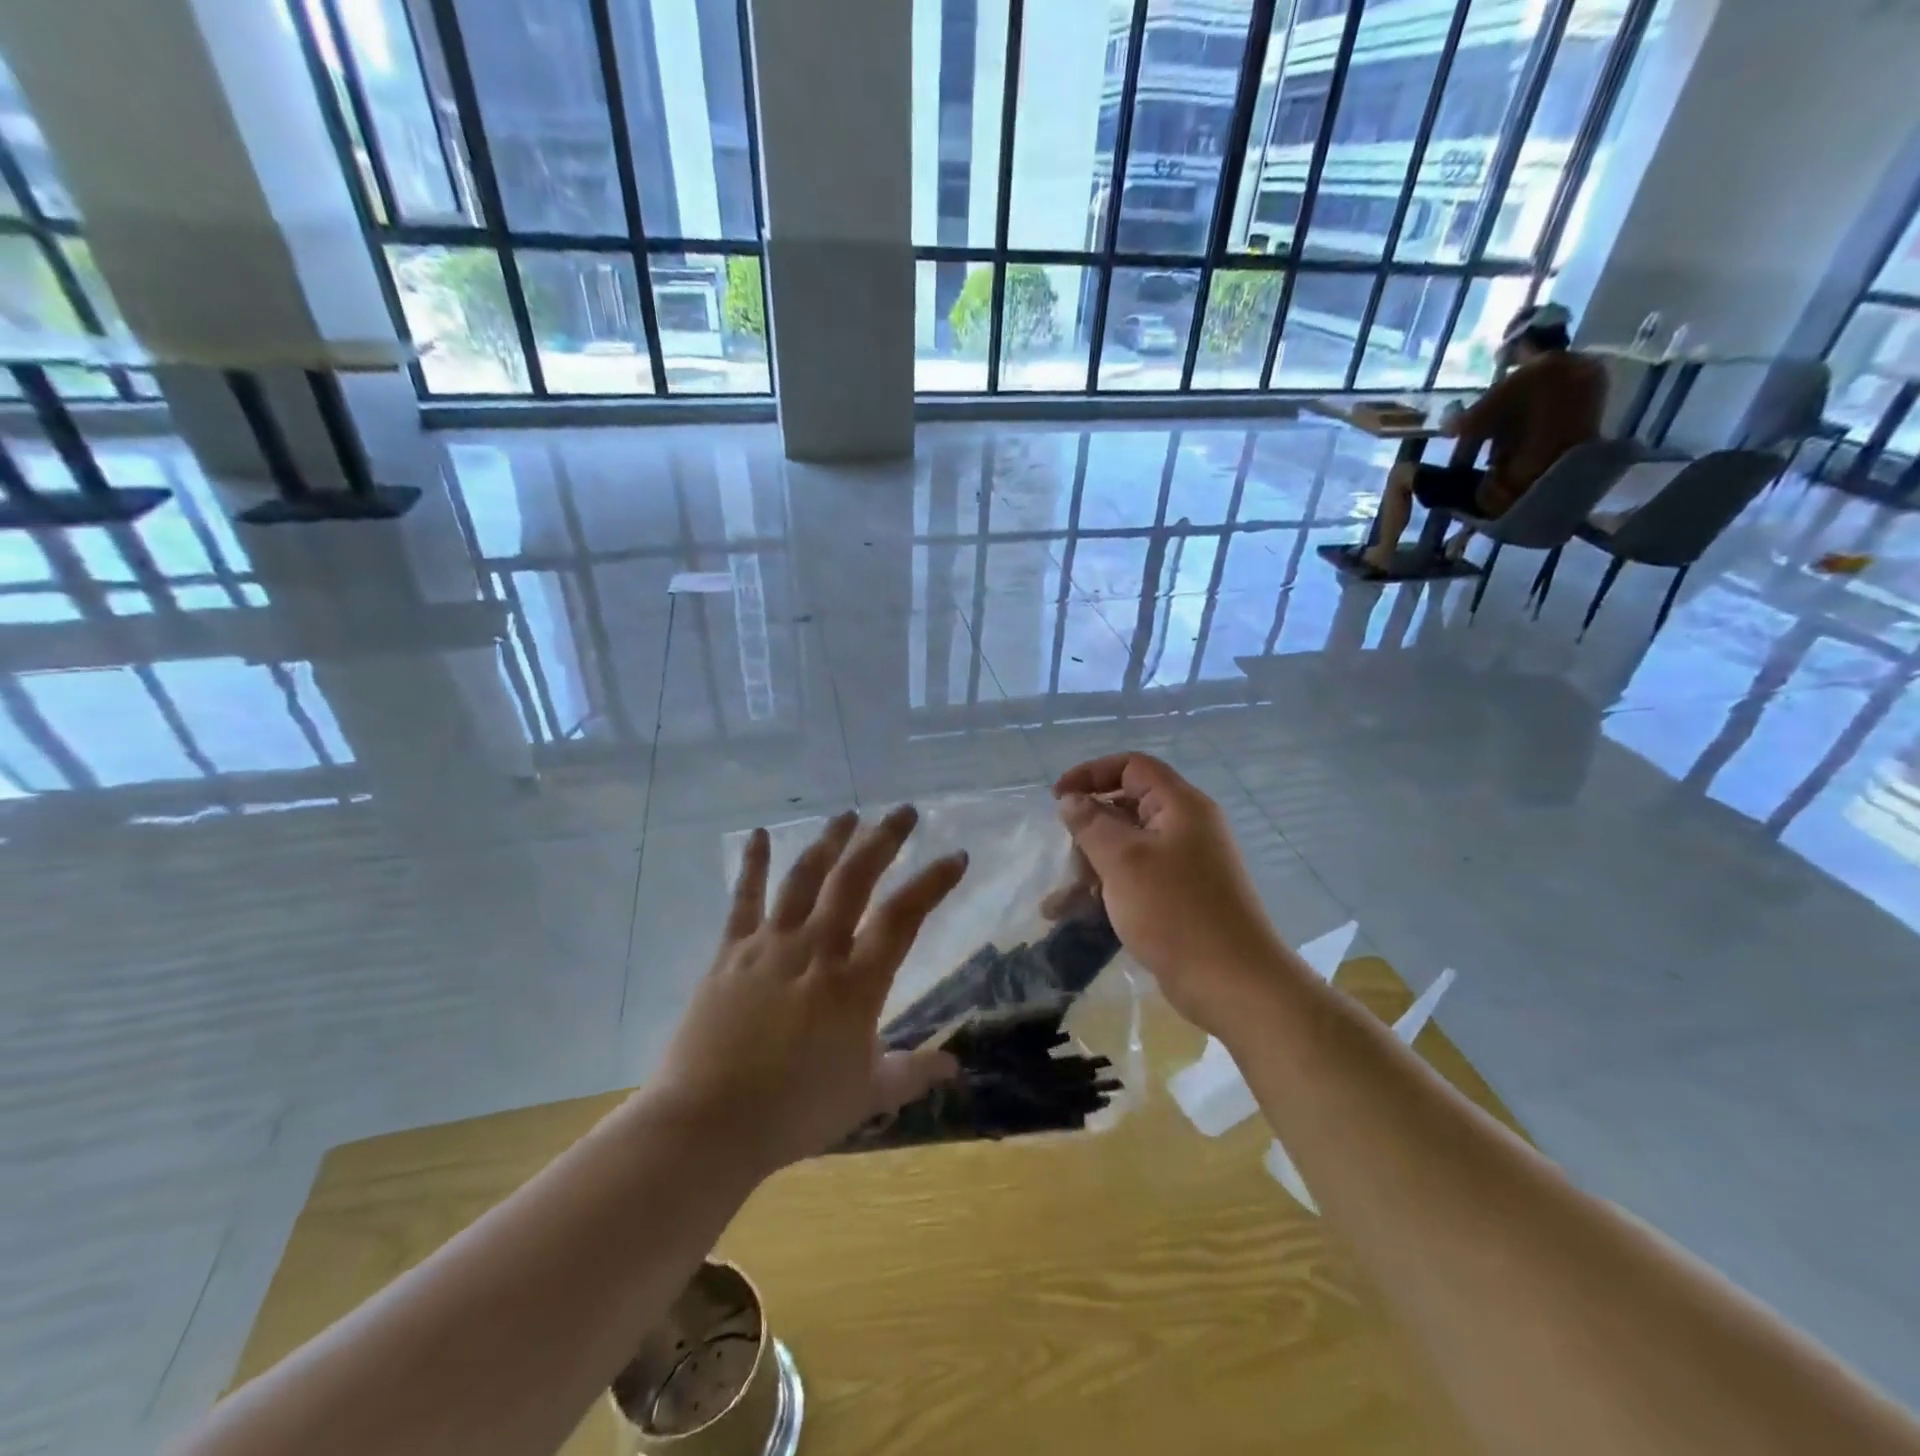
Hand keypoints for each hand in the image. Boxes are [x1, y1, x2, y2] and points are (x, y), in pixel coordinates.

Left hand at [652, 805, 968, 1174]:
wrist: (706, 1125)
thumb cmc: (794, 1113)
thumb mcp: (865, 1096)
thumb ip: (913, 1074)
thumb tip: (955, 1068)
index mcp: (855, 984)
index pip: (903, 917)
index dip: (933, 882)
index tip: (956, 856)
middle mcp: (816, 950)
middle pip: (854, 879)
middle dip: (883, 840)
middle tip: (903, 811)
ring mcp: (770, 945)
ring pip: (804, 877)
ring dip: (829, 841)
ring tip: (847, 814)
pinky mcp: (730, 953)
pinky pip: (744, 899)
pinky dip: (753, 864)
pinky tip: (760, 834)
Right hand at [1053, 754, 1283, 1035]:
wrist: (1233, 984)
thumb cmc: (1175, 911)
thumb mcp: (1123, 861)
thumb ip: (1091, 823)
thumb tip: (1070, 799)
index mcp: (1180, 806)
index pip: (1132, 766)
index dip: (1091, 774)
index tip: (1057, 798)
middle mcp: (1185, 827)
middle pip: (1126, 808)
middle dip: (1087, 831)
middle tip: (1065, 859)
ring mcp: (1184, 865)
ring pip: (1126, 849)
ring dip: (1090, 868)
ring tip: (1058, 904)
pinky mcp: (1180, 897)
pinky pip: (1135, 879)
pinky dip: (1106, 891)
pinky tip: (1074, 916)